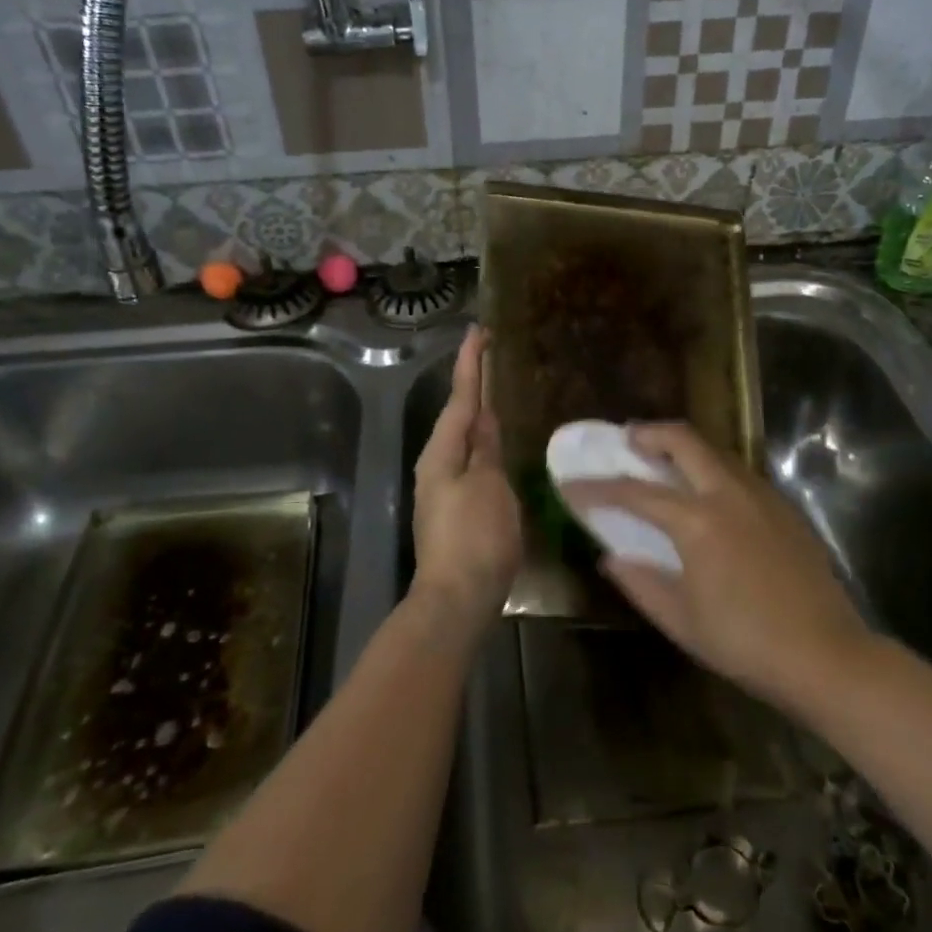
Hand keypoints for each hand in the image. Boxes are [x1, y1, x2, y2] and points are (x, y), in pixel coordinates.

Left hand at [411, 326, 521, 640]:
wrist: (456, 599)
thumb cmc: (475, 538)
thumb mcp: (489, 486)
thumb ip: (486, 447)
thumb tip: (483, 416)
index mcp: (443, 451)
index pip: (461, 395)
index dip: (471, 363)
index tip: (478, 331)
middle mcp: (438, 462)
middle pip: (458, 412)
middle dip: (472, 382)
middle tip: (489, 353)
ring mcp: (443, 486)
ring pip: (462, 436)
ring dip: (475, 409)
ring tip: (493, 388)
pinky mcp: (454, 507)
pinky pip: (468, 458)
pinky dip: (480, 439)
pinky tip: (493, 441)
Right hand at [562, 424, 872, 713]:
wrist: (828, 656)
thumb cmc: (746, 643)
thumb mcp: (682, 621)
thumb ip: (640, 583)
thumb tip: (610, 558)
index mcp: (697, 520)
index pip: (635, 492)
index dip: (597, 488)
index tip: (572, 484)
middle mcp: (728, 493)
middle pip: (682, 440)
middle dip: (648, 433)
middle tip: (627, 440)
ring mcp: (761, 496)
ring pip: (715, 451)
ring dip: (684, 447)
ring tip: (663, 462)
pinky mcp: (784, 508)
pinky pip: (738, 472)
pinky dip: (712, 468)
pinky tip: (709, 494)